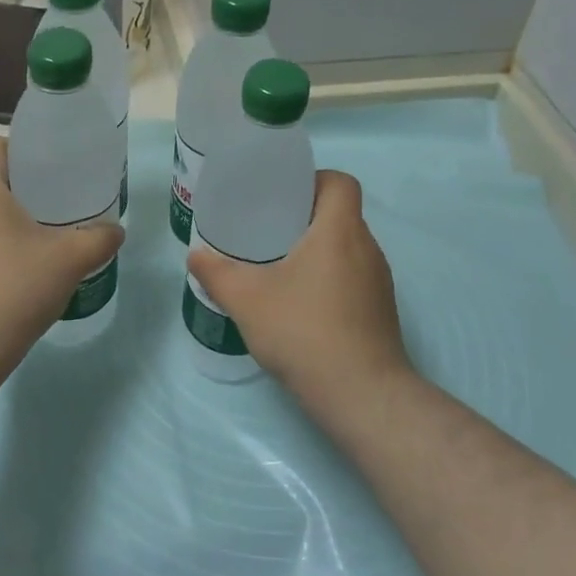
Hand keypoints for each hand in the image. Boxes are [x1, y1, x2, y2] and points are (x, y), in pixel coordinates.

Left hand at [0, 138, 123, 376]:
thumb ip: (99, 238)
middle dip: (21, 185)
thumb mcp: (69, 260)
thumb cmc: (14, 289)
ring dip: (9, 218)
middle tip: (58, 197)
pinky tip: (25, 269)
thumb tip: (116, 230)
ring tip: (46, 234)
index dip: (16, 147)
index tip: (46, 164)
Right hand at [187, 170, 411, 403]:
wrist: (362, 395)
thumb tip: (195, 254)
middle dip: (305, 217)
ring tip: (279, 267)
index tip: (282, 197)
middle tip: (268, 231)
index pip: (340, 182)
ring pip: (347, 248)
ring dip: (317, 250)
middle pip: (341, 214)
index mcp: (340, 230)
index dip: (313, 180)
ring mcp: (379, 282)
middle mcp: (367, 248)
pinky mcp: (380, 311)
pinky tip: (300, 304)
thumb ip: (216, 273)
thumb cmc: (305, 331)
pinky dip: (329, 279)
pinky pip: (353, 277)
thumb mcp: (247, 299)